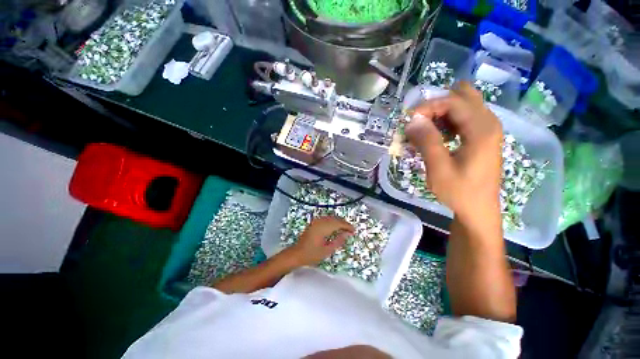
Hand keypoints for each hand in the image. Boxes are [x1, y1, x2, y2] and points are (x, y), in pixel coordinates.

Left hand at [288, 216, 354, 266]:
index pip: (338, 223)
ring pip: (331, 217)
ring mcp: (316, 221)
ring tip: (345, 229)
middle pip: (335, 219)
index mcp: (323, 228)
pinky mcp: (314, 222)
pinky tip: (336, 227)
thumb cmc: (312, 255)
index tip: (354, 231)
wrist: (297, 254)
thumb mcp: (327, 250)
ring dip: (339, 222)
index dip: (347, 226)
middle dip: (344, 223)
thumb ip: (338, 241)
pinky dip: (333, 221)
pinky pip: (326, 218)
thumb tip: (347, 234)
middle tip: (351, 230)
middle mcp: (320, 222)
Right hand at [405, 82, 502, 225]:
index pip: (453, 101)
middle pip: (461, 96)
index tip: (409, 120)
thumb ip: (426, 141)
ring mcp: (488, 129)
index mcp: (481, 129)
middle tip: (419, 122)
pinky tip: (438, 136)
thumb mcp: (438, 168)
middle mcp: (489, 122)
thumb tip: (412, 121)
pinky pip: (464, 117)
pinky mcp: (483, 136)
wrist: (478, 209)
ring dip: (441, 113)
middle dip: (436, 106)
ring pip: (463, 105)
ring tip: (425, 130)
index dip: (428, 106)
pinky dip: (448, 121)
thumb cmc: (459, 191)